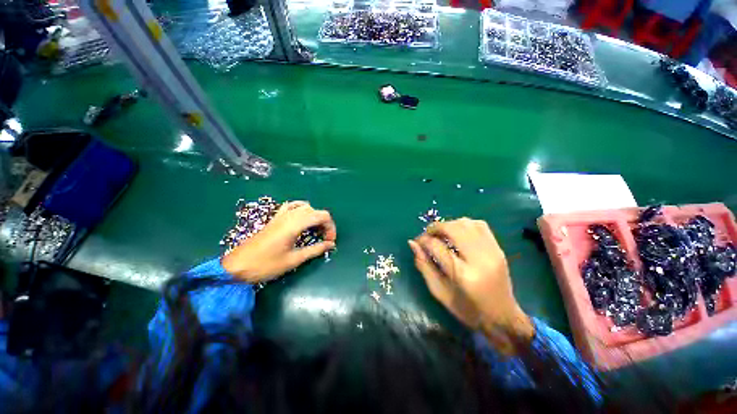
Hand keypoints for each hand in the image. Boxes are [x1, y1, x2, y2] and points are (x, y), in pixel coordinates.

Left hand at [222, 201, 336, 282]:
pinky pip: (292, 206)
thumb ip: (315, 250)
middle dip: (325, 223)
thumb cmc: (266, 265)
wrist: (237, 266)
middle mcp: (290, 215)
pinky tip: (301, 220)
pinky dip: (301, 210)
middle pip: (316, 211)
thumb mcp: (294, 259)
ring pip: (306, 207)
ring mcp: (281, 215)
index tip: (330, 242)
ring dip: (315, 217)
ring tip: (315, 230)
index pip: (322, 216)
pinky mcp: (275, 218)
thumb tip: (331, 245)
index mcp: (295, 224)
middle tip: (325, 239)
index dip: (331, 227)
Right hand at [408, 218, 533, 352]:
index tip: (417, 241)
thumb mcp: (439, 291)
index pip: (436, 246)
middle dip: (435, 227)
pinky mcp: (498, 249)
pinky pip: (479, 225)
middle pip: (453, 229)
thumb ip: (424, 265)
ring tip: (441, 233)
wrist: (502, 317)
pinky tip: (458, 233)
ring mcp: (492, 251)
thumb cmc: (466, 309)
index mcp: (462, 275)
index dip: (422, 240)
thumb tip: (413, 243)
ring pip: (466, 223)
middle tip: (427, 234)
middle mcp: (479, 259)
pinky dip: (464, 224)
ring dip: (449, 224)